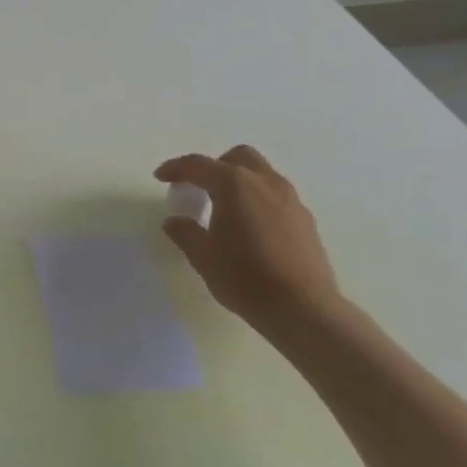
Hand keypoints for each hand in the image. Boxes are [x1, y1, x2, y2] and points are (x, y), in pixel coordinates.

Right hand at [154, 145, 341, 336]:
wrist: (304, 309)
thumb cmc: (244, 277)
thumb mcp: (203, 256)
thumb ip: (186, 233)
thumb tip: (175, 222)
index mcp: (234, 184)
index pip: (198, 165)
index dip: (175, 168)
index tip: (161, 177)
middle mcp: (265, 183)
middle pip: (238, 158)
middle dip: (216, 166)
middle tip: (200, 188)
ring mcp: (291, 200)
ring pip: (262, 175)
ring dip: (241, 183)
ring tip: (227, 210)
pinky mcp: (306, 221)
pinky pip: (277, 197)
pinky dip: (259, 201)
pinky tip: (252, 230)